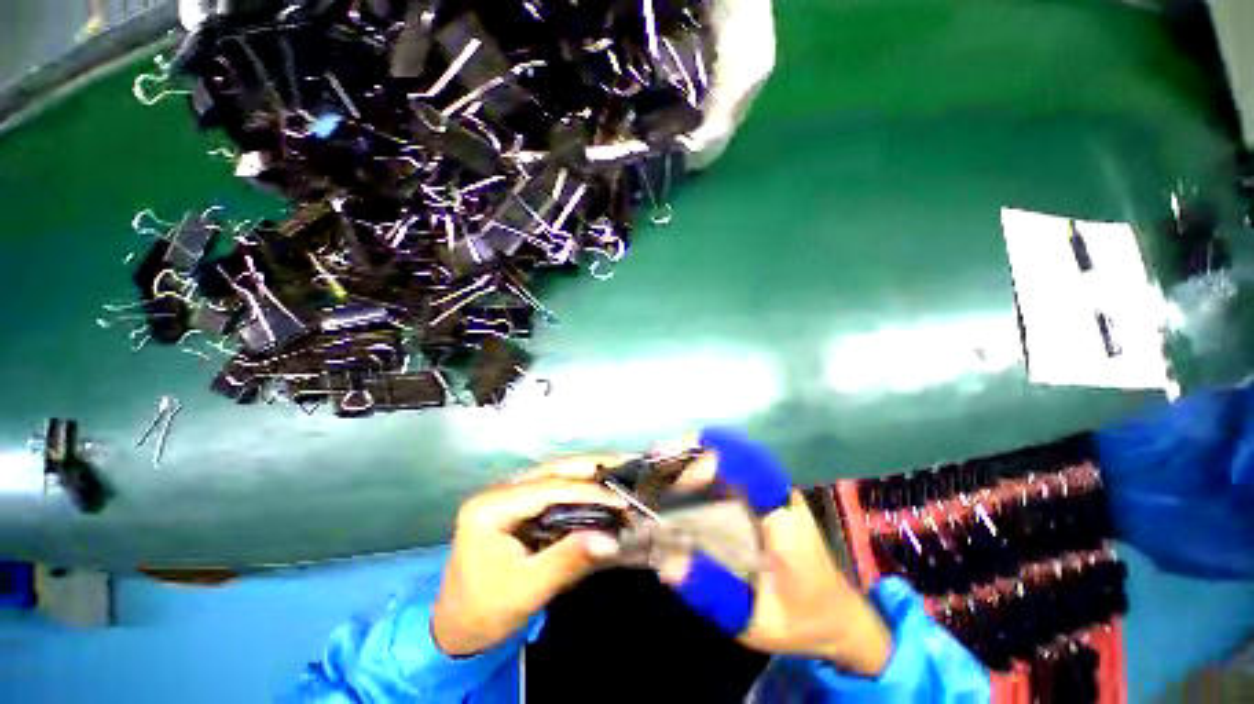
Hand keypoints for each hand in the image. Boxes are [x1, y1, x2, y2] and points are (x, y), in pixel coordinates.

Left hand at [430, 458, 626, 656]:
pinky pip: (553, 486)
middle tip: (628, 464)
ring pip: (555, 472)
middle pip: (553, 469)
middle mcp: (499, 490)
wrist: (455, 629)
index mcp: (491, 506)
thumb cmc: (485, 612)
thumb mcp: (526, 590)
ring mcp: (507, 493)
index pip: (549, 488)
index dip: (589, 491)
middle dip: (593, 467)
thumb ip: (567, 560)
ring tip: (621, 470)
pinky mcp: (517, 503)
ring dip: (589, 472)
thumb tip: (611, 540)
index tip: (622, 500)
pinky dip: (580, 485)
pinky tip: (600, 486)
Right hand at [657, 429, 893, 675]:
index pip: (749, 466)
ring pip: (734, 455)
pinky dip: (707, 468)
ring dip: (699, 460)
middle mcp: (779, 492)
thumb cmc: (801, 620)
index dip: (710, 464)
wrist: (839, 617)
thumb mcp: (756, 622)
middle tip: (664, 486)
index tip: (677, 484)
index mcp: (784, 518)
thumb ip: (713, 594)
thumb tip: (667, 565)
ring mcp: (775, 489)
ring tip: (667, 476)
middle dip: (695, 462)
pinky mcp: (768, 494)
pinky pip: (734, 467)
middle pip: (734, 453)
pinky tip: (685, 484)